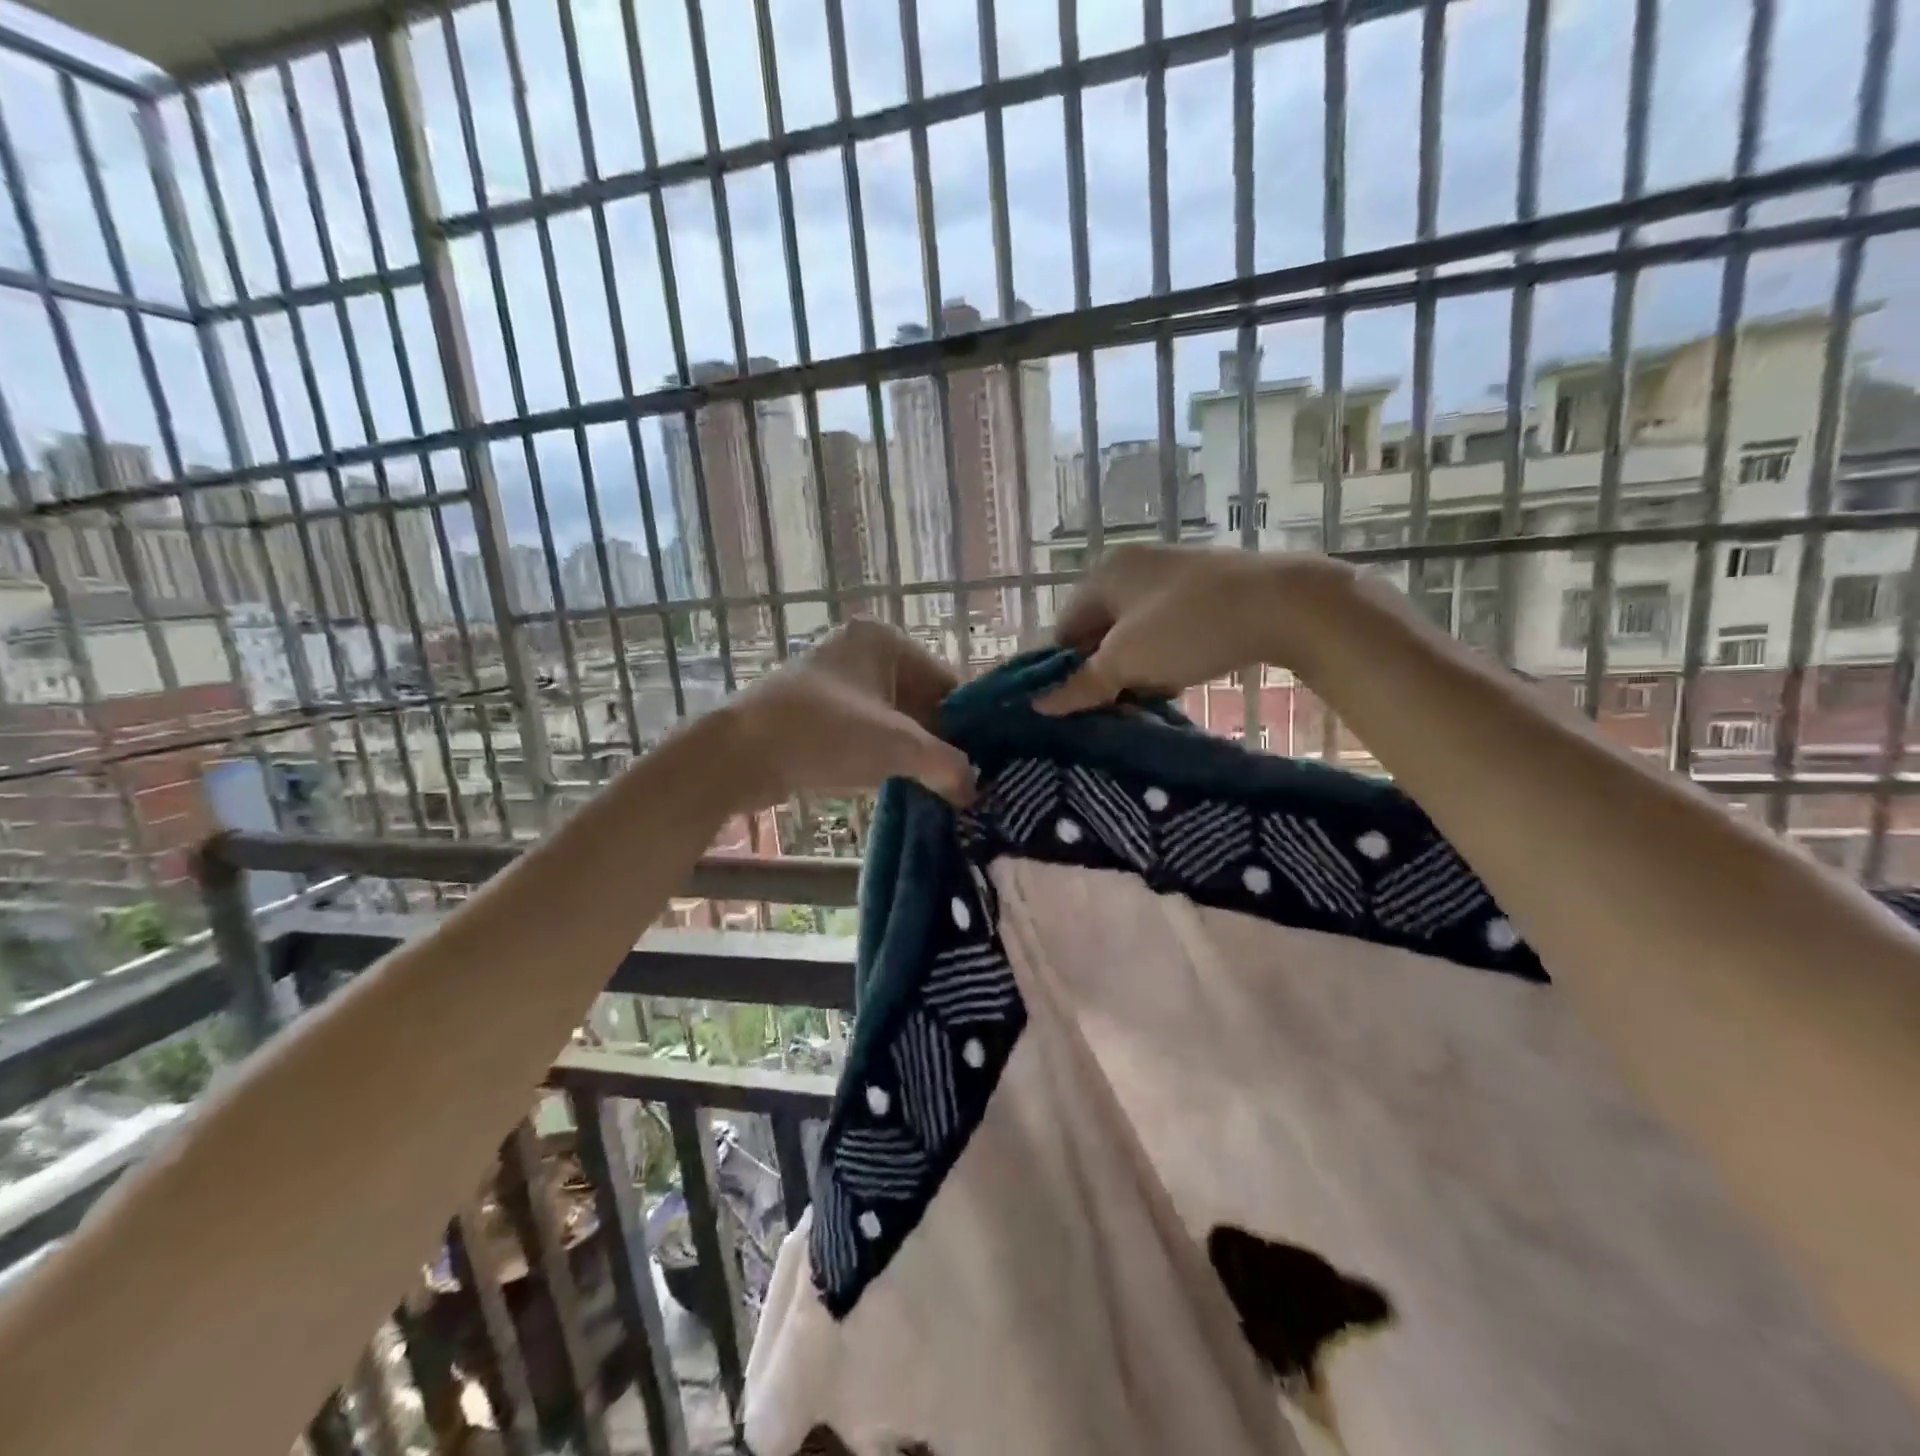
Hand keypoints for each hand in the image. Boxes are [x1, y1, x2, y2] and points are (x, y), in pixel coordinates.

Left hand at [726, 619, 975, 806]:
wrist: (737, 754)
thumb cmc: (825, 733)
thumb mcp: (898, 746)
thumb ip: (947, 765)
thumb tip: (974, 788)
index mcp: (884, 639)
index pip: (946, 681)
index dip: (967, 724)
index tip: (984, 763)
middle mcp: (860, 651)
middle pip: (920, 700)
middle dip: (939, 741)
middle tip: (963, 782)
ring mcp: (834, 681)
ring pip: (892, 719)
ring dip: (912, 752)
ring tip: (937, 788)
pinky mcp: (815, 711)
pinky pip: (865, 730)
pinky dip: (883, 755)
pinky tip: (900, 783)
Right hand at [1036, 544, 1347, 713]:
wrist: (1284, 605)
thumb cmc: (1188, 628)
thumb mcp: (1126, 662)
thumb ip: (1080, 685)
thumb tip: (1039, 706)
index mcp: (1104, 575)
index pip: (1064, 629)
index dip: (1065, 669)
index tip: (1079, 705)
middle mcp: (1132, 567)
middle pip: (1099, 631)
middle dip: (1103, 671)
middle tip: (1114, 706)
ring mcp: (1172, 576)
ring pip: (1134, 634)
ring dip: (1135, 669)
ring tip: (1148, 698)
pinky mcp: (1205, 590)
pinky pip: (1166, 630)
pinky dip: (1163, 657)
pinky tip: (1177, 681)